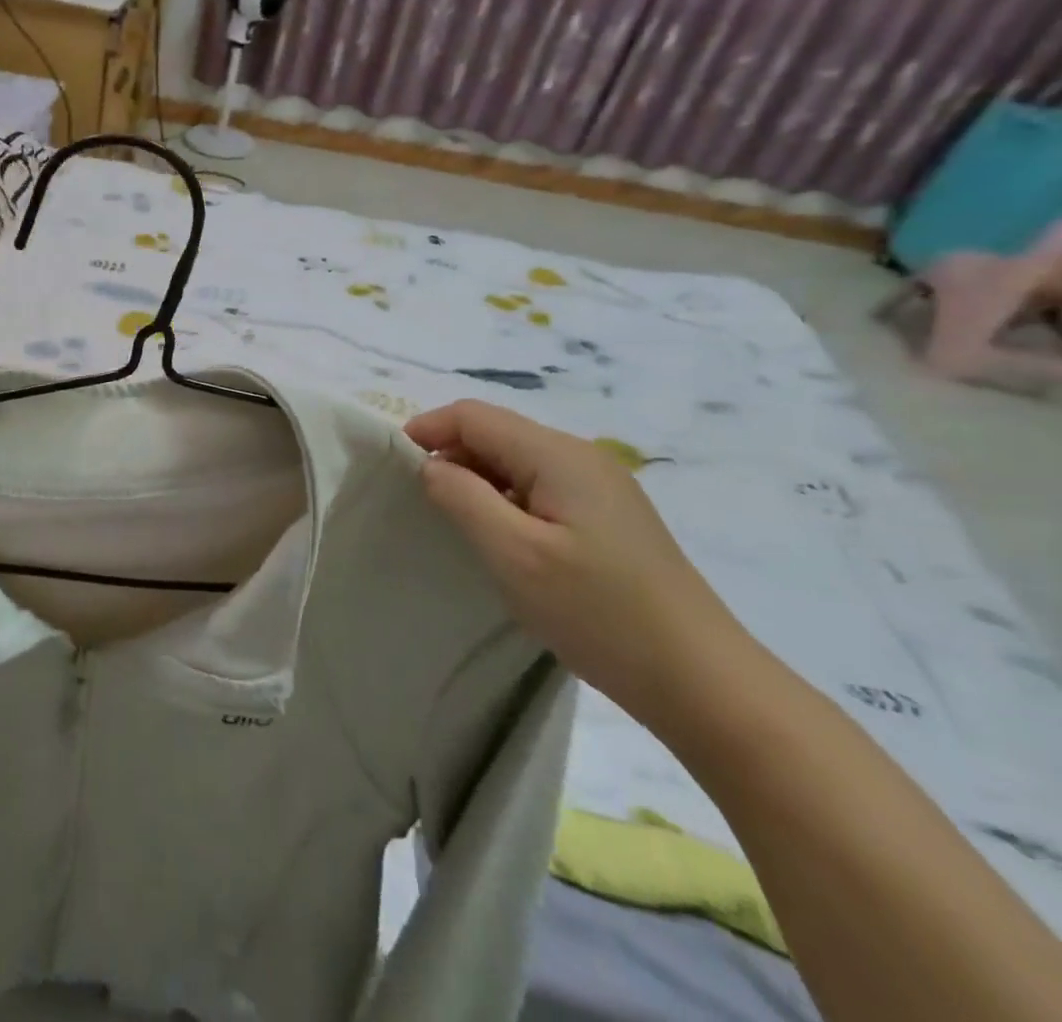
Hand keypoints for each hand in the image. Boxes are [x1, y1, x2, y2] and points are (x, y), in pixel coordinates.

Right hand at [403, 400, 748, 729]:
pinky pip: (539, 488)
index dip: (428, 429)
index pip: (474, 415)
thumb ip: (462, 497)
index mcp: (559, 455)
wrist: (704, 684)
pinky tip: (504, 541)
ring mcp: (601, 487)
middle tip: (422, 502)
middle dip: (451, 455)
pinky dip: (506, 500)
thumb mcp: (514, 554)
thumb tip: (431, 464)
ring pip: (516, 462)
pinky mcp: (609, 518)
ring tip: (458, 524)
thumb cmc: (600, 613)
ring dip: (477, 480)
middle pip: (496, 433)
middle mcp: (582, 457)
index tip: (394, 466)